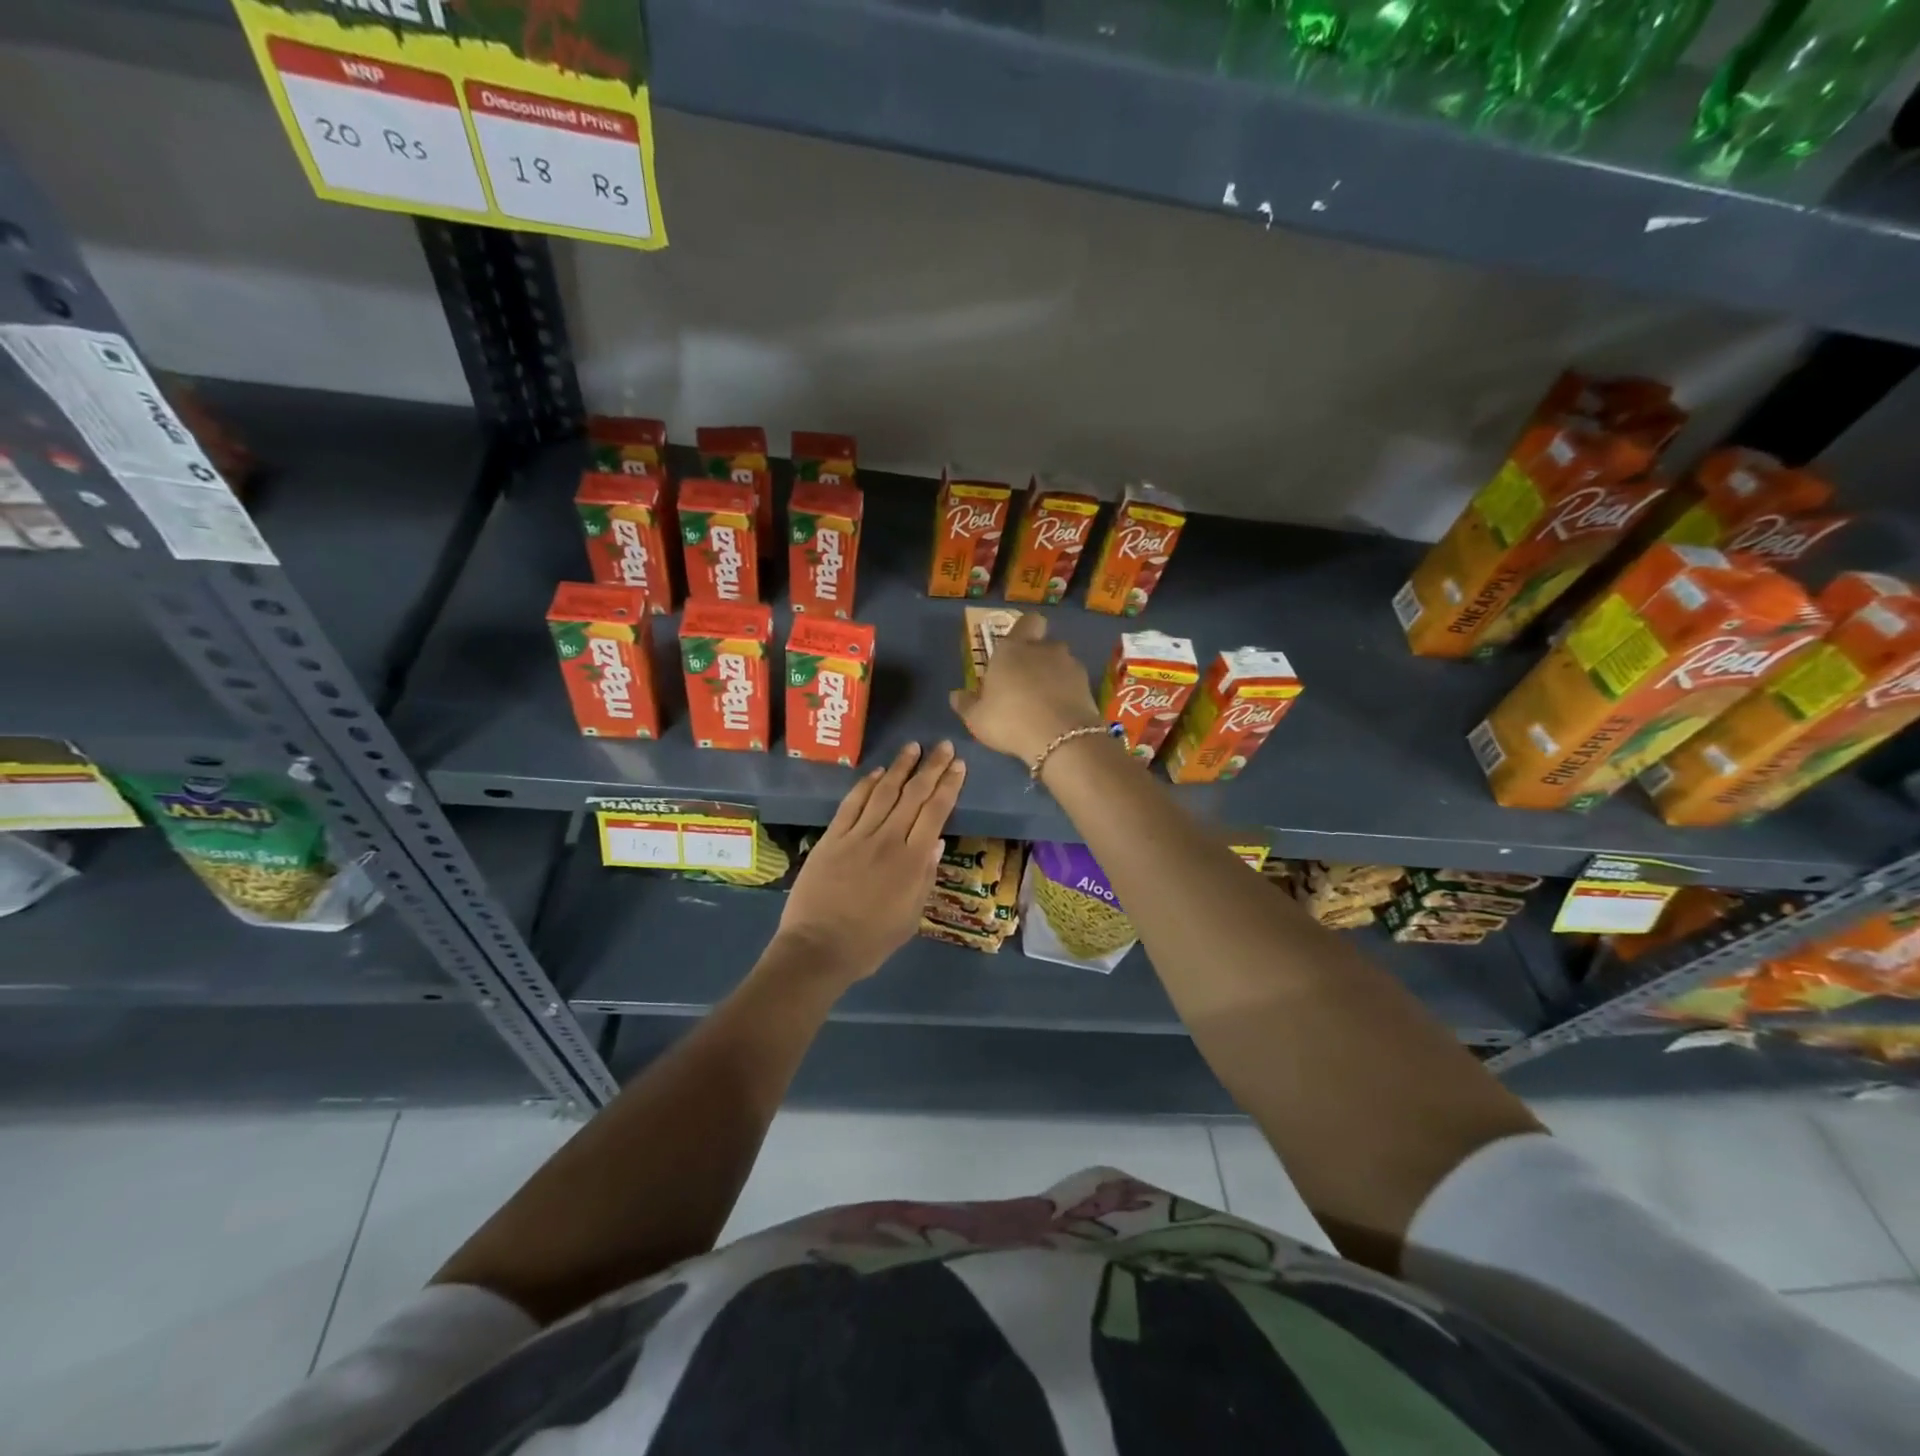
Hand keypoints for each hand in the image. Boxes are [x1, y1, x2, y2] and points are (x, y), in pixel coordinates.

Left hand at [775, 741, 966, 982]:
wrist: (817, 948)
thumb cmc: (869, 942)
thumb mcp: (910, 917)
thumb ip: (924, 878)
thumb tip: (936, 842)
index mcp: (912, 863)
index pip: (935, 813)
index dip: (948, 786)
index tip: (958, 766)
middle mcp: (888, 840)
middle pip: (913, 796)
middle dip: (931, 768)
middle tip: (944, 746)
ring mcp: (857, 836)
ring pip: (884, 793)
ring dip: (901, 768)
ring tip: (914, 747)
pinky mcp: (831, 838)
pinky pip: (852, 804)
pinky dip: (866, 785)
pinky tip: (878, 772)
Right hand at [949, 613, 1102, 765]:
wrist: (1061, 739)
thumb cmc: (1010, 720)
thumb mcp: (977, 718)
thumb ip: (966, 704)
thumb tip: (956, 695)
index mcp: (1013, 649)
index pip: (1027, 622)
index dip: (1025, 631)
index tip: (1016, 649)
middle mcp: (1044, 649)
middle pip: (1044, 644)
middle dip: (1038, 658)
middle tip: (1026, 682)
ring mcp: (1070, 666)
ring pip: (1062, 663)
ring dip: (1055, 677)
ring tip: (1045, 703)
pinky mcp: (1088, 686)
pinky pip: (1075, 684)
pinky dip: (1068, 694)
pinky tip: (1059, 715)